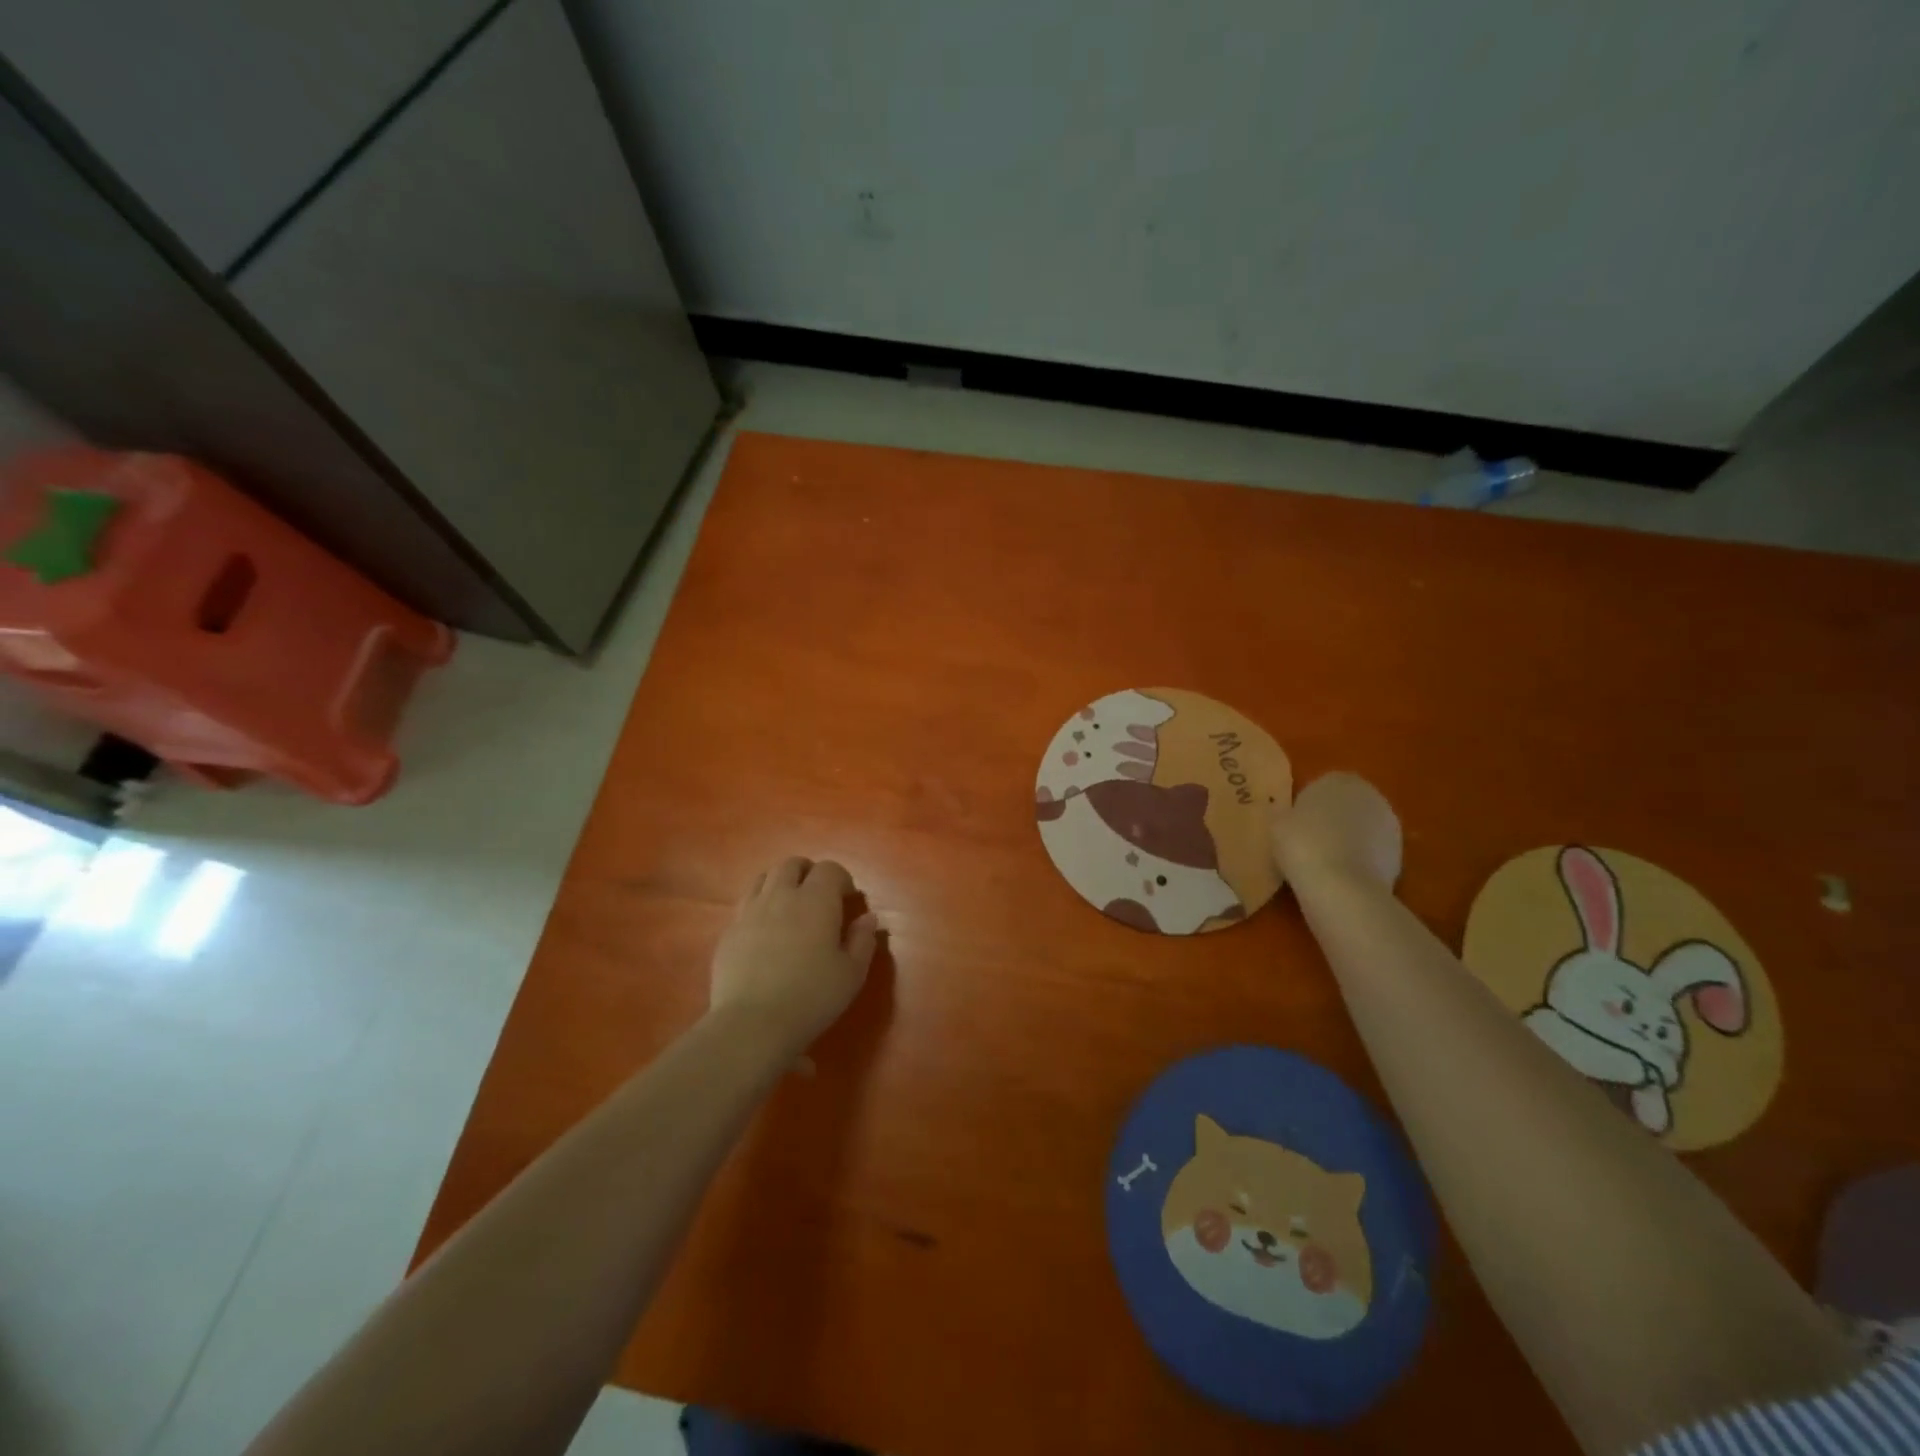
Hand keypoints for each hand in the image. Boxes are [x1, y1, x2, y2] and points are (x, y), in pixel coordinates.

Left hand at [710, 857, 877, 1051]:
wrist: (752, 1024)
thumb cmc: (811, 997)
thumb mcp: (852, 974)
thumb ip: (863, 940)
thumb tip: (868, 918)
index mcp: (816, 900)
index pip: (829, 869)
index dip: (841, 879)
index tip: (848, 899)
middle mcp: (781, 896)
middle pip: (792, 864)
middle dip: (808, 872)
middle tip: (819, 896)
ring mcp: (750, 911)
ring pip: (763, 878)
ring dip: (780, 883)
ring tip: (789, 907)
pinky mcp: (728, 932)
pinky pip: (745, 905)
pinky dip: (759, 907)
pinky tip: (765, 932)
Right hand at [1271, 772, 1402, 890]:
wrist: (1342, 888)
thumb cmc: (1303, 845)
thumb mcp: (1277, 824)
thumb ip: (1288, 814)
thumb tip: (1292, 819)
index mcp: (1339, 780)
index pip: (1322, 786)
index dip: (1308, 806)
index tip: (1295, 825)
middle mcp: (1370, 795)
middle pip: (1347, 806)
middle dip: (1332, 821)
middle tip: (1309, 843)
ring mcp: (1390, 826)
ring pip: (1362, 830)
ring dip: (1348, 841)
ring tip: (1324, 864)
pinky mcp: (1400, 855)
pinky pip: (1371, 853)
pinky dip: (1360, 862)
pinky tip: (1341, 878)